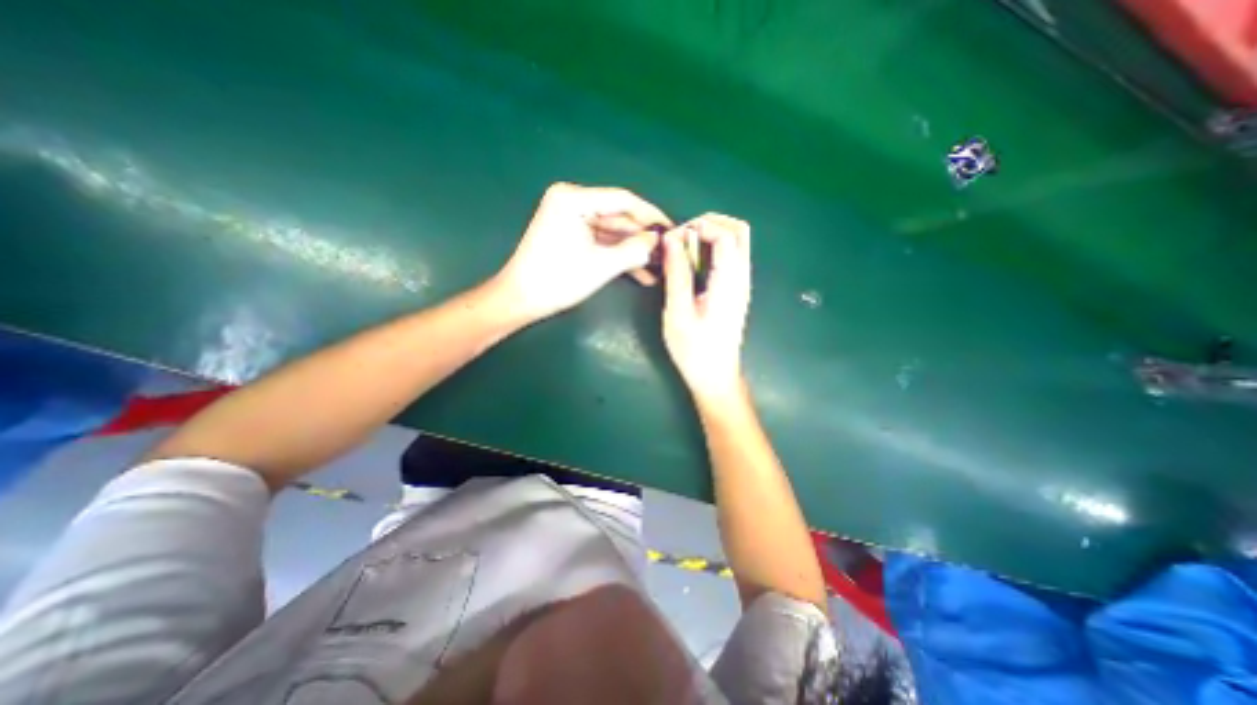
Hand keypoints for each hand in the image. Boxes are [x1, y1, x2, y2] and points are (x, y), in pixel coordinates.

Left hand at [490, 182, 673, 320]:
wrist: (521, 299)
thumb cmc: (558, 280)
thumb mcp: (601, 266)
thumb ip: (634, 250)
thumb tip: (658, 241)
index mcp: (574, 199)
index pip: (623, 200)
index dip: (651, 215)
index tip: (673, 229)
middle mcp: (572, 201)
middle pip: (618, 216)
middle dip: (643, 237)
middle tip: (668, 251)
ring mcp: (571, 217)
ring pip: (613, 231)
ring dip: (633, 249)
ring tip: (659, 265)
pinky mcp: (571, 233)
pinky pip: (601, 240)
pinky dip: (618, 254)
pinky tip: (641, 272)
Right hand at [662, 216, 749, 400]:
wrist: (715, 377)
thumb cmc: (694, 350)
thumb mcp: (678, 313)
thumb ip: (677, 274)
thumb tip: (671, 239)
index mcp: (729, 282)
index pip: (725, 234)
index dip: (699, 226)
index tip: (674, 239)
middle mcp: (741, 277)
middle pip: (739, 230)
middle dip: (710, 223)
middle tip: (681, 237)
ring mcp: (741, 284)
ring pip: (737, 242)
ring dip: (711, 235)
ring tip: (683, 249)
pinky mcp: (735, 291)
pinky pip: (730, 257)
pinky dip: (712, 249)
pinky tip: (692, 264)